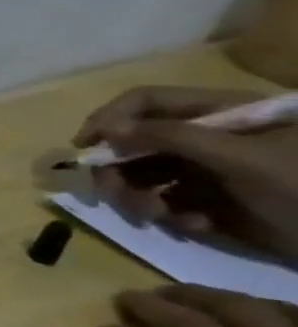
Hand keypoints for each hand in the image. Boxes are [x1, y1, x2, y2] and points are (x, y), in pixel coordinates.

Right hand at [77, 87, 297, 261]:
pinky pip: (166, 201)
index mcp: (221, 114)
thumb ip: (171, 136)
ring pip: (142, 175)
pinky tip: (196, 226)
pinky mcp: (210, 200)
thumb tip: (106, 129)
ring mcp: (208, 170)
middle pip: (134, 142)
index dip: (110, 118)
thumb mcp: (240, 158)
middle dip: (118, 171)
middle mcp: (208, 137)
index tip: (85, 146)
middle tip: (113, 195)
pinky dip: (172, 215)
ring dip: (139, 198)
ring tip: (157, 217)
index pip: (145, 101)